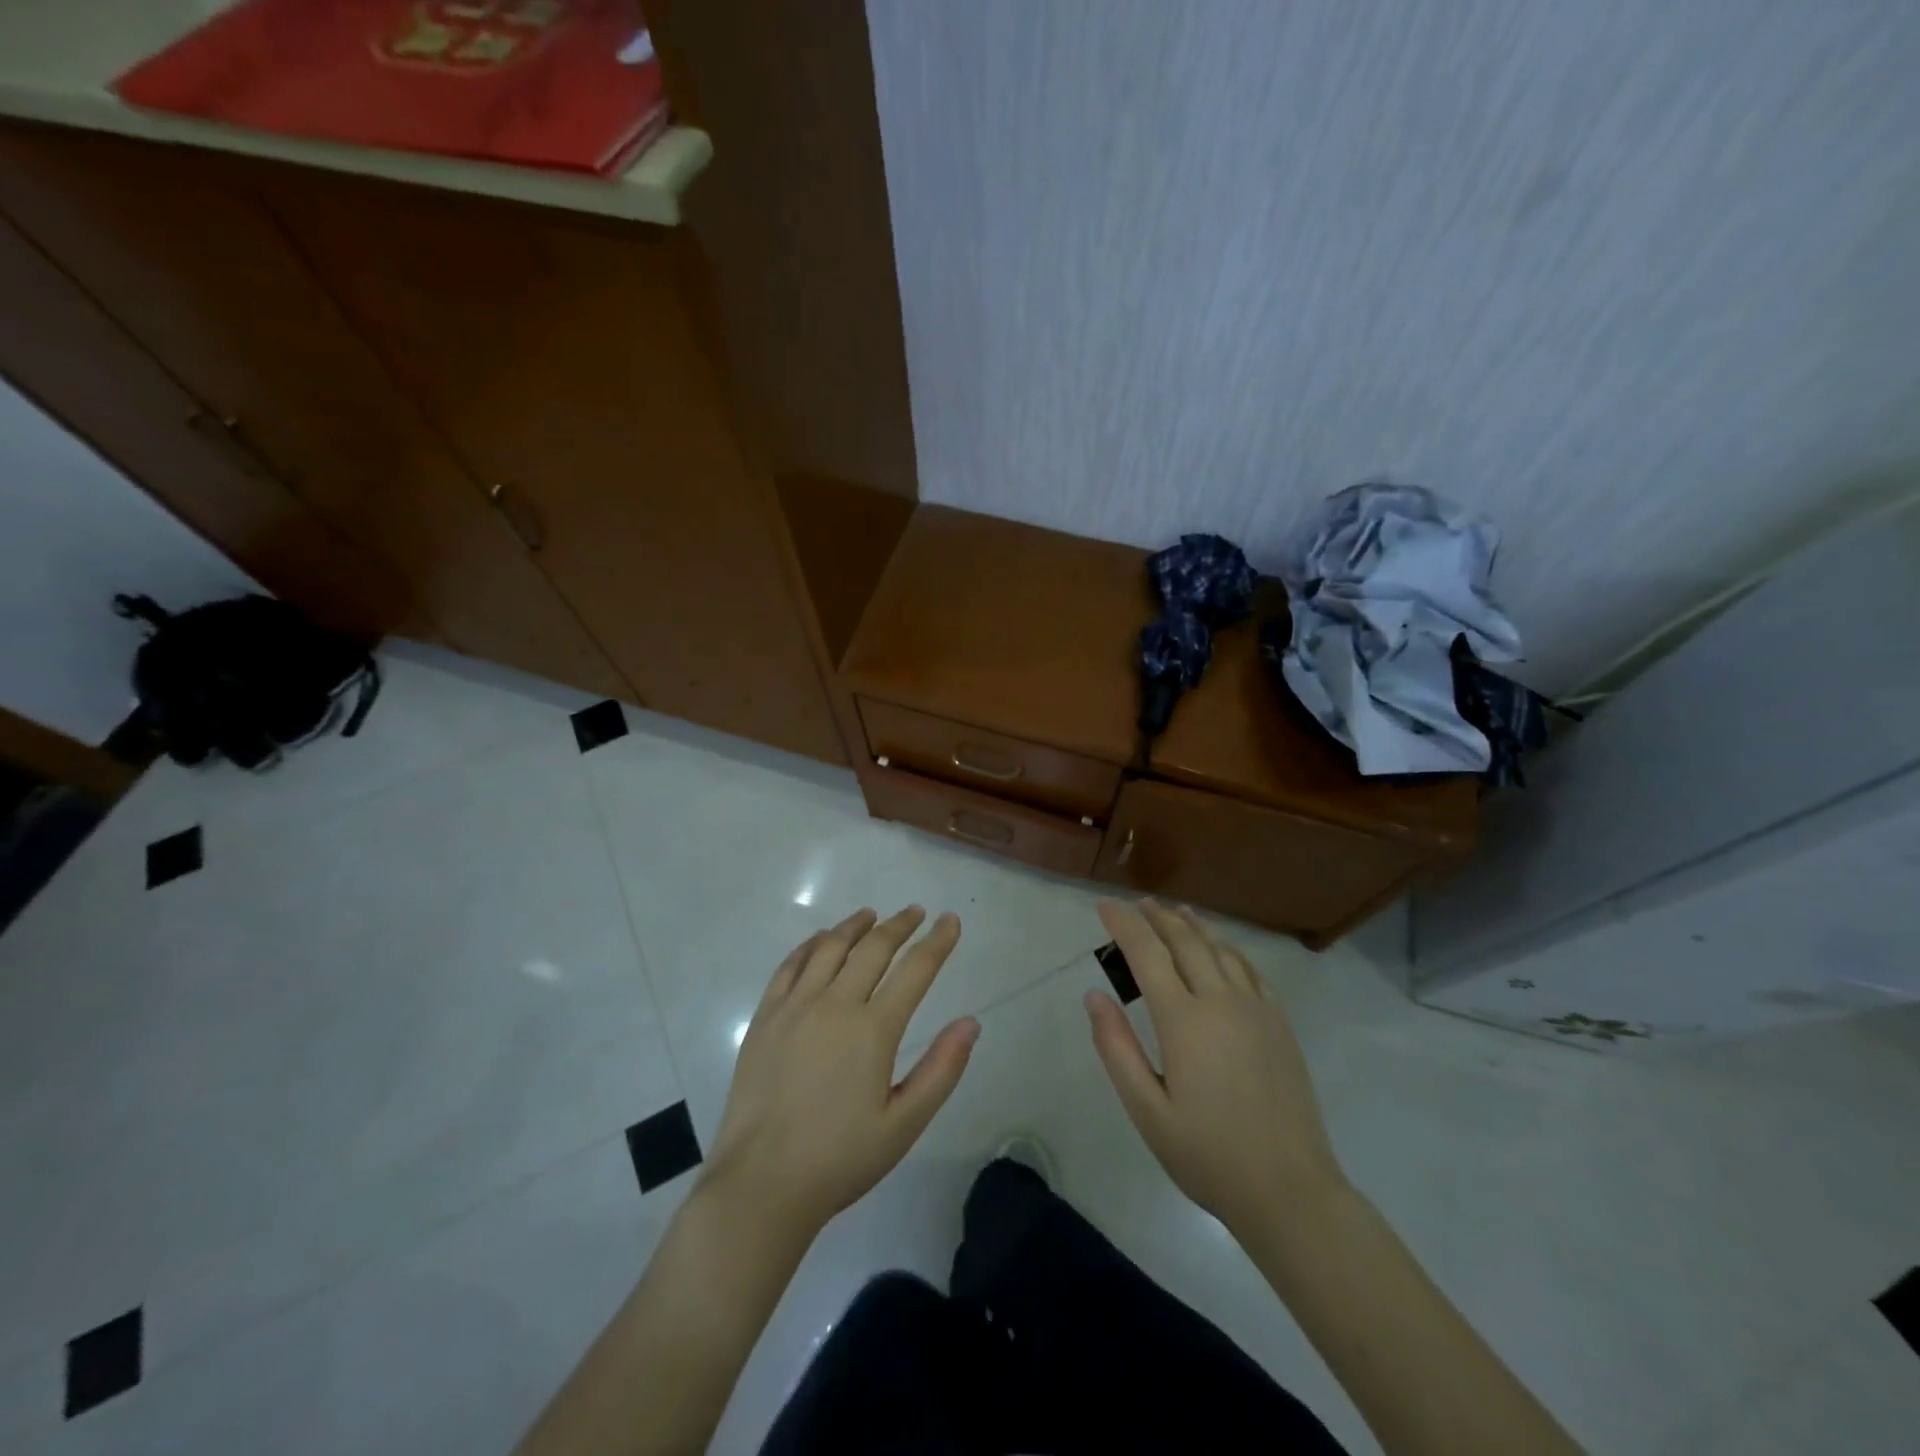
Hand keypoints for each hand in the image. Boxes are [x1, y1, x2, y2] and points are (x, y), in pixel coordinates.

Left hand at [699, 907, 978, 1239]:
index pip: (915, 970)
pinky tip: (821, 940)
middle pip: (873, 948)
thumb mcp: (904, 1124)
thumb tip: (971, 1022)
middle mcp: (834, 1005)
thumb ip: (942, 1070)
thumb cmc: (840, 1159)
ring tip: (870, 915)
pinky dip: (810, 944)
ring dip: (854, 926)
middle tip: (915, 913)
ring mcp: (795, 1007)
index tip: (950, 921)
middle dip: (899, 925)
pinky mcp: (765, 1017)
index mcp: (873, 1030)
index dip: (937, 942)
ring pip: (830, 947)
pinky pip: (790, 965)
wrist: (761, 1184)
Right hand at [1086, 899, 1346, 1235]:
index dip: (1123, 924)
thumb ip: (1116, 1048)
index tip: (1104, 906)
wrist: (1290, 1191)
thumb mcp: (1147, 1111)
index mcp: (1184, 1021)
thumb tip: (1094, 996)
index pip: (1147, 954)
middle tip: (1136, 903)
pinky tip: (1220, 948)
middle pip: (1185, 941)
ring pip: (1220, 949)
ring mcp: (1256, 1009)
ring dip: (1192, 925)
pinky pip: (1249, 969)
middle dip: (1156, 917)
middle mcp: (1221, 1001)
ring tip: (1174, 911)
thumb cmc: (1208, 1155)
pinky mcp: (1279, 1024)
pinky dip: (1227, 948)